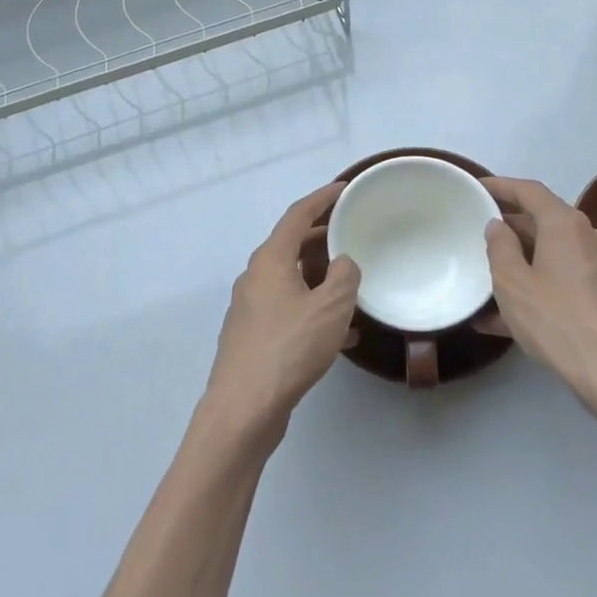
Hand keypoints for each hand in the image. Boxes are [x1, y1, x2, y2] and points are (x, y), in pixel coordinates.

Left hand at [203, 183, 360, 442]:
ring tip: (352, 282)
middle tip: (352, 232)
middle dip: (322, 237)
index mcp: (270, 260)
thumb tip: (343, 263)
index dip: (321, 198)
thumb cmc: (288, 348)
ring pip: (291, 280)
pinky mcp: (254, 338)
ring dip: (320, 277)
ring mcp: (251, 309)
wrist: (244, 408)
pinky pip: (289, 311)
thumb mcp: (330, 308)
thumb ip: (345, 276)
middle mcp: (255, 278)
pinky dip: (314, 310)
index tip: (344, 188)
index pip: (297, 215)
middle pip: (291, 246)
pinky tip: (343, 334)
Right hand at [480, 176, 596, 421]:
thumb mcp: (513, 284)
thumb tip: (498, 225)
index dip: (501, 186)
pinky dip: (539, 287)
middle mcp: (589, 237)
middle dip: (510, 228)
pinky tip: (508, 319)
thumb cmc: (558, 321)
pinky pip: (565, 281)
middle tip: (479, 235)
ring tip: (488, 282)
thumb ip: (500, 248)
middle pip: (544, 221)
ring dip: (522, 264)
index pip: (529, 190)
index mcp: (565, 224)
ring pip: (553, 255)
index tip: (477, 187)